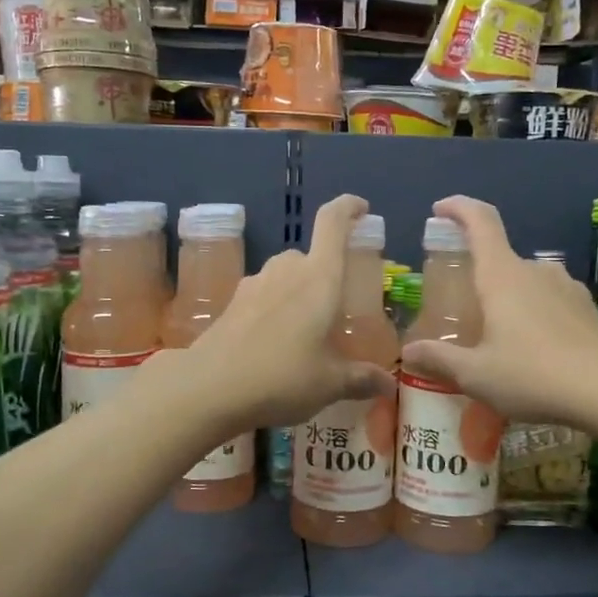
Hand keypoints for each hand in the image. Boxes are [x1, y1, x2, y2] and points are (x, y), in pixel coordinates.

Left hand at [171, 194, 394, 430]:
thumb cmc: (282, 377)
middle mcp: (286, 271)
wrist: (209, 389)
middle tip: (335, 307)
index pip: (332, 222)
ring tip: (306, 330)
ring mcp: (254, 285)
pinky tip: (275, 343)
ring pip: (284, 276)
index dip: (348, 207)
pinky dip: (275, 309)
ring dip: (298, 293)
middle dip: (324, 274)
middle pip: (310, 255)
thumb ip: (361, 379)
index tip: (361, 209)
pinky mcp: (231, 304)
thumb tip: (388, 384)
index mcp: (319, 278)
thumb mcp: (330, 383)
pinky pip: (263, 295)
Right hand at [399, 195, 597, 427]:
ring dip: (507, 298)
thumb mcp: (477, 375)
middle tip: (461, 310)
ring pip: (526, 282)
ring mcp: (566, 288)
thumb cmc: (535, 375)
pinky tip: (532, 350)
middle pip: (500, 258)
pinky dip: (533, 314)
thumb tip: (407, 352)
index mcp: (503, 275)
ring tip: (496, 335)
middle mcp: (535, 271)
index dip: (458, 208)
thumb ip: (440, 360)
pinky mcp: (587, 309)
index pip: (480, 222)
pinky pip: (549, 300)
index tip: (440, 209)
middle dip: (478, 276)